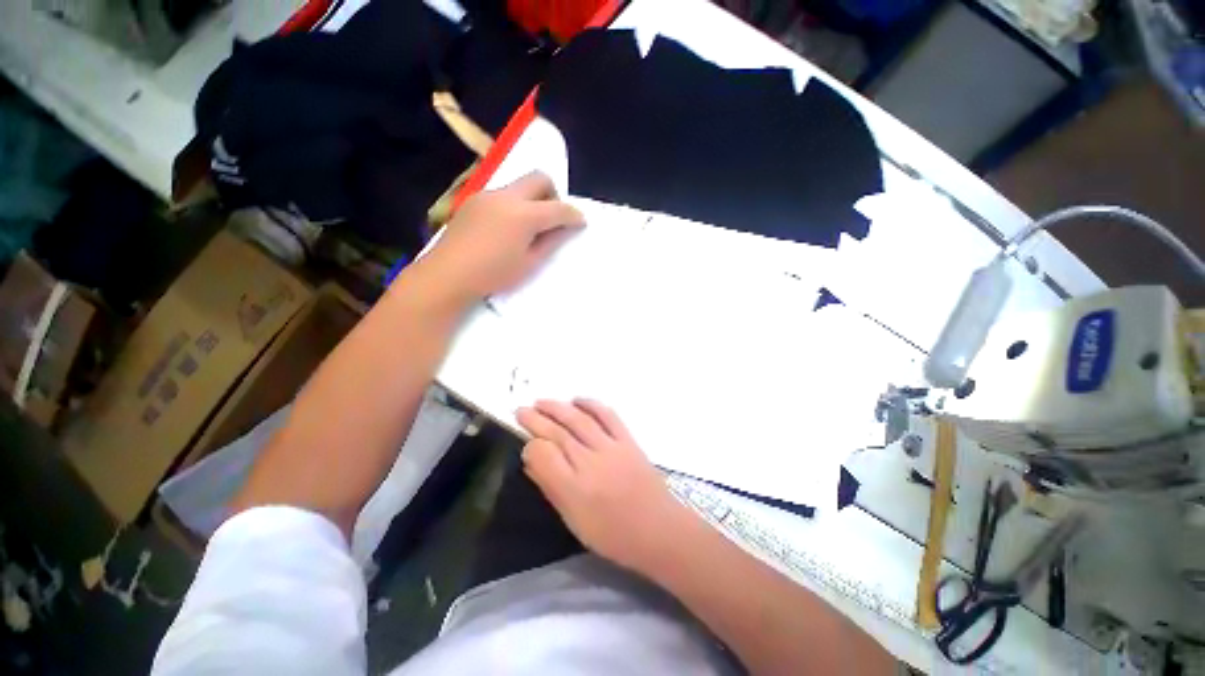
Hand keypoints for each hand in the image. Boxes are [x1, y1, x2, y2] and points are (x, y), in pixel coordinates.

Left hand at [416, 171, 583, 306]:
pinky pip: (502, 194)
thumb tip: (565, 228)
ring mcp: (487, 195)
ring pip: (519, 185)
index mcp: (524, 215)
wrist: (447, 275)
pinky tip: (507, 228)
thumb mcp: (529, 263)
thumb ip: (550, 242)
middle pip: (539, 178)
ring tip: (529, 227)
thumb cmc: (494, 275)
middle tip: (554, 218)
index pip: (558, 208)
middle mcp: (506, 196)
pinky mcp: (473, 200)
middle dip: (554, 194)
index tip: (581, 222)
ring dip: (533, 199)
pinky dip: (514, 204)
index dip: (574, 215)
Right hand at [516, 399, 691, 573]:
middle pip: (558, 433)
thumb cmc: (613, 534)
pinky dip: (591, 404)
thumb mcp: (574, 521)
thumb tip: (531, 461)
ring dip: (557, 407)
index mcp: (574, 489)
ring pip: (579, 420)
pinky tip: (577, 400)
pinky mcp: (628, 440)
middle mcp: (591, 463)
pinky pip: (607, 415)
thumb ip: (551, 488)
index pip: (543, 455)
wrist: (659, 529)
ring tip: (541, 401)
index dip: (531, 446)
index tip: (526, 444)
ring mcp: (611, 447)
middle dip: (536, 419)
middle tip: (520, 410)